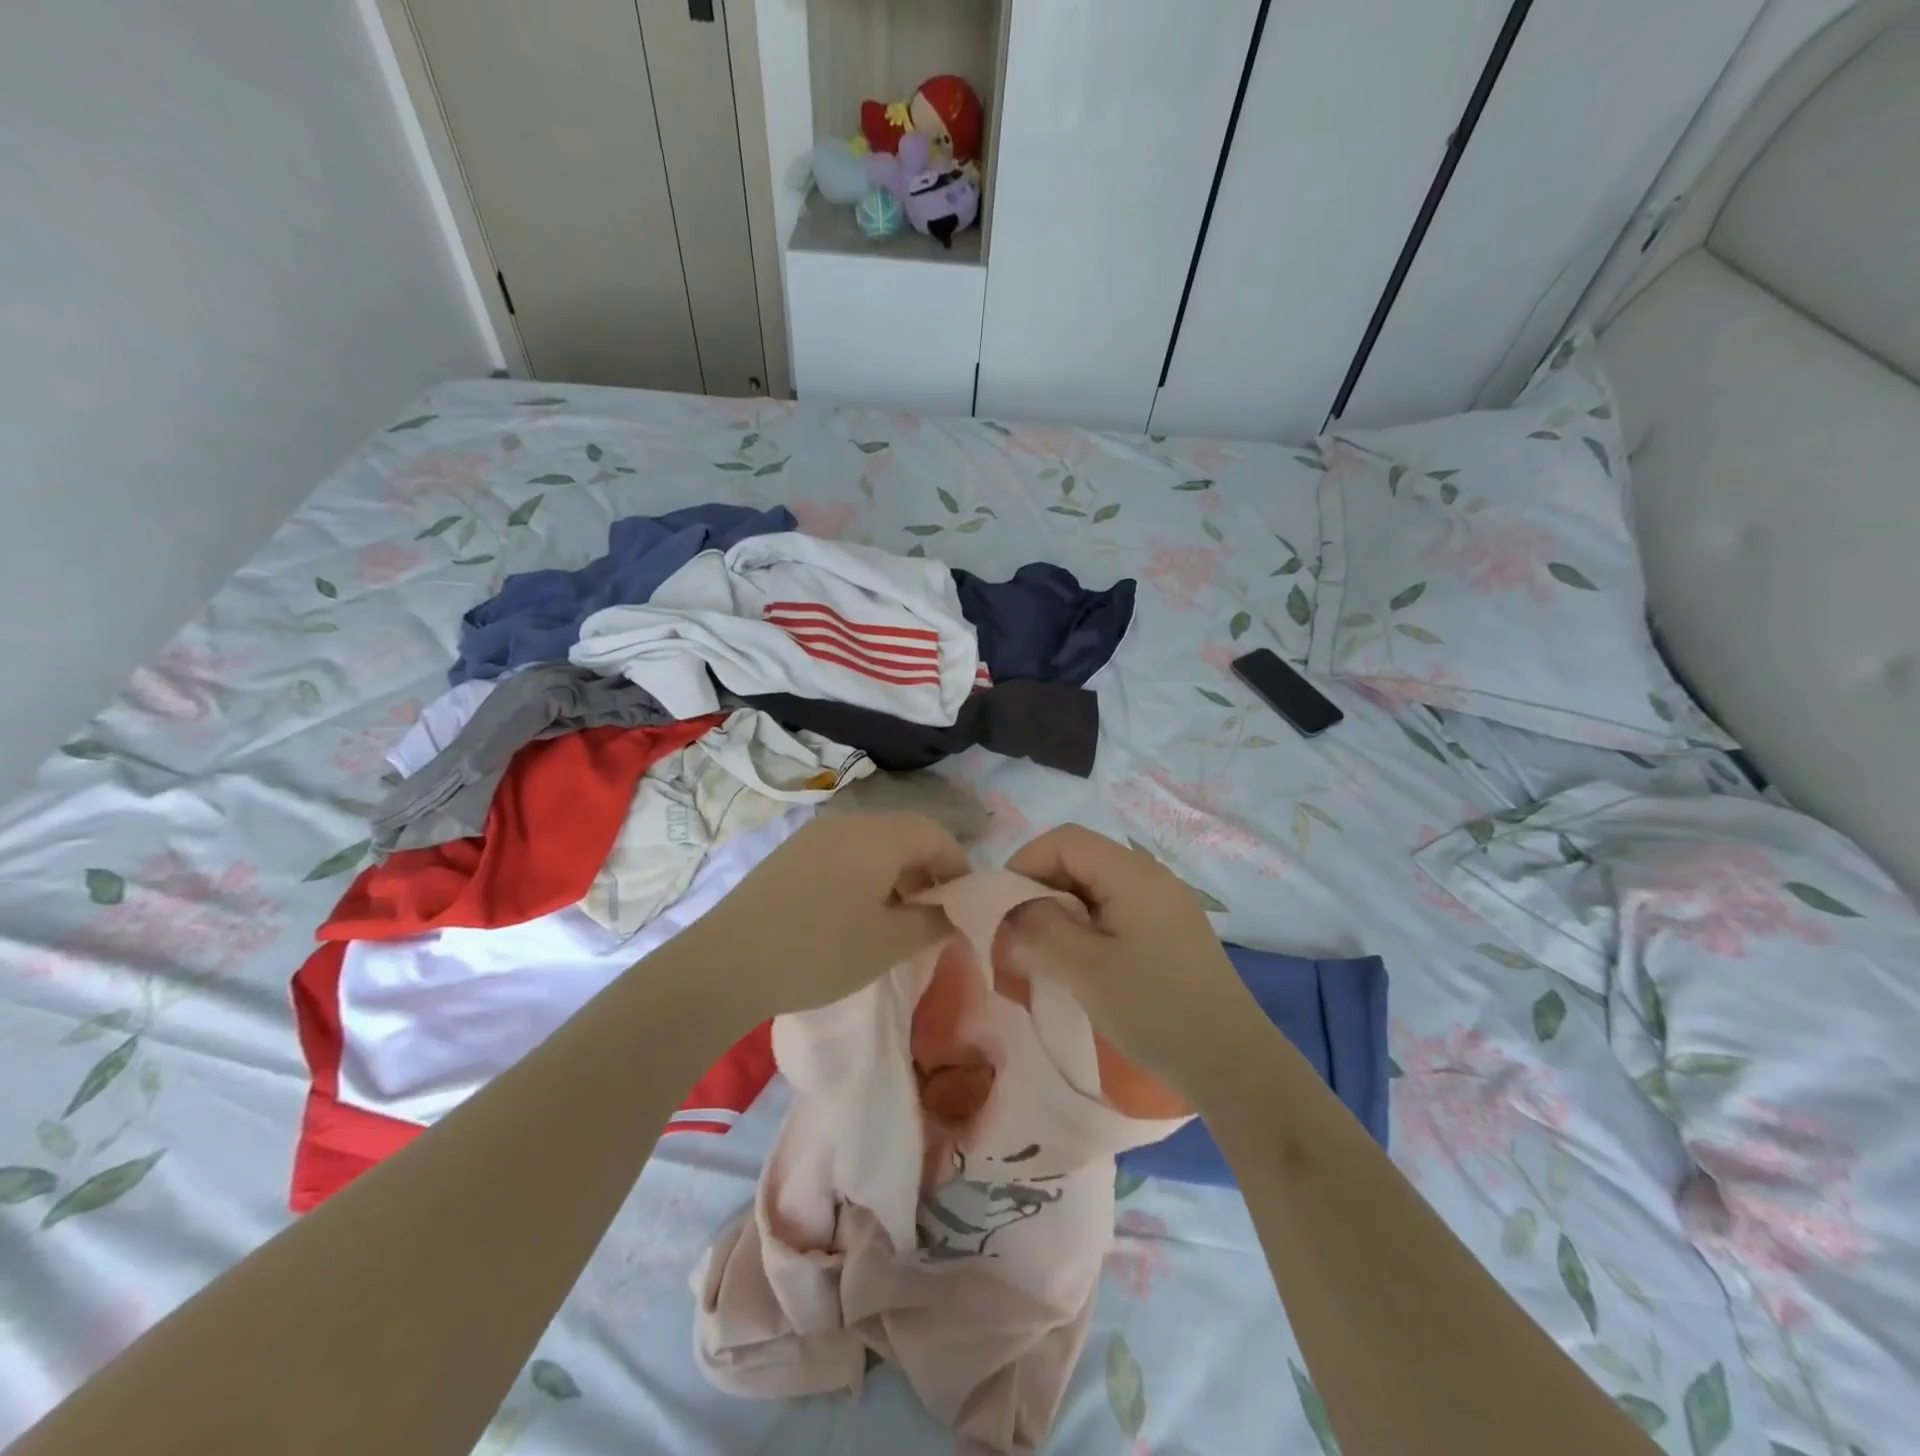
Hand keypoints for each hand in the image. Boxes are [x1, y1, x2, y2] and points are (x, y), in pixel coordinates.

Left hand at [674, 812, 968, 1027]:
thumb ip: (935, 922)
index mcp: (880, 835)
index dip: (959, 868)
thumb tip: (956, 911)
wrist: (726, 963)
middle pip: (905, 835)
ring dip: (895, 874)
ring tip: (894, 919)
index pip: (937, 836)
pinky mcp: (790, 853)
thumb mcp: (890, 943)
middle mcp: (849, 822)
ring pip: (873, 844)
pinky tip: (853, 915)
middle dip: (928, 872)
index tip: (964, 906)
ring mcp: (814, 835)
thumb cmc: (821, 950)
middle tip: (932, 916)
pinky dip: (864, 876)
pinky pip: (843, 854)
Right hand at [1002, 824, 1268, 1096]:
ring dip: (1064, 905)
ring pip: (1099, 883)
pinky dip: (1089, 920)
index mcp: (1132, 873)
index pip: (1065, 840)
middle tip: (1019, 929)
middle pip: (1082, 857)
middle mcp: (1151, 875)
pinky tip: (1082, 957)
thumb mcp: (1084, 969)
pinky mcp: (1173, 927)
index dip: (1025, 862)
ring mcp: (1167, 900)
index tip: (1002, 905)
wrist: (1232, 1062)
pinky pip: (1119, 905)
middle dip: (1042, 885)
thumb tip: (1014, 910)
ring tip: (1045, 946)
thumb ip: (1040, 928)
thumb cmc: (1153, 1010)